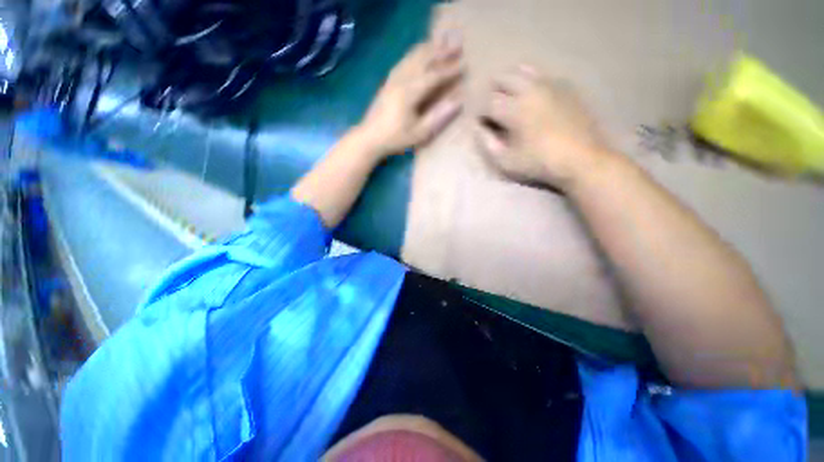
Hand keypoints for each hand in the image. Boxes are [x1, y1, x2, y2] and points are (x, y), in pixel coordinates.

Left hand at [357, 31, 463, 158]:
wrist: (369, 137)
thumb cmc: (395, 138)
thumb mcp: (418, 133)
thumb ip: (437, 116)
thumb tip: (457, 101)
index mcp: (409, 93)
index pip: (433, 76)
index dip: (450, 70)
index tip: (465, 65)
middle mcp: (401, 80)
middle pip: (423, 60)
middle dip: (441, 52)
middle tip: (457, 46)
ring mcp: (392, 79)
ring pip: (412, 57)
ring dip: (428, 49)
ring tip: (441, 42)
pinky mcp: (388, 82)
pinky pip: (404, 61)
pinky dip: (415, 54)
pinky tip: (419, 53)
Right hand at [474, 65, 613, 190]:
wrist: (582, 159)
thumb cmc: (540, 163)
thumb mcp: (506, 161)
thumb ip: (487, 143)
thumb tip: (478, 128)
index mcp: (515, 109)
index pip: (487, 101)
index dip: (480, 113)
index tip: (482, 124)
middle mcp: (531, 89)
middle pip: (503, 77)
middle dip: (492, 91)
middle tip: (493, 109)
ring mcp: (551, 84)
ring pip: (523, 70)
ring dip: (511, 83)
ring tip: (511, 100)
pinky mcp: (566, 87)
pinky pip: (542, 76)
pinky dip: (531, 84)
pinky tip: (533, 99)